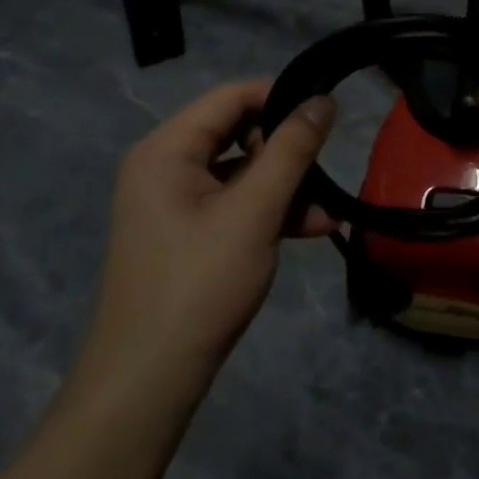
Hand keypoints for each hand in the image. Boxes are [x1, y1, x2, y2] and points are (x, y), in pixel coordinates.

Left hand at [77, 80, 335, 391]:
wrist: (149, 381)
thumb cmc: (200, 284)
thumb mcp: (255, 211)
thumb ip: (292, 150)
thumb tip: (323, 99)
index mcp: (166, 150)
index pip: (230, 97)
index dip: (280, 97)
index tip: (326, 112)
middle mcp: (164, 167)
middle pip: (236, 133)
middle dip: (287, 150)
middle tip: (325, 168)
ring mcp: (174, 203)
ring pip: (241, 172)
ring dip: (286, 187)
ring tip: (329, 213)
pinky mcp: (186, 233)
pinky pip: (233, 203)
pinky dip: (269, 211)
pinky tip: (311, 230)